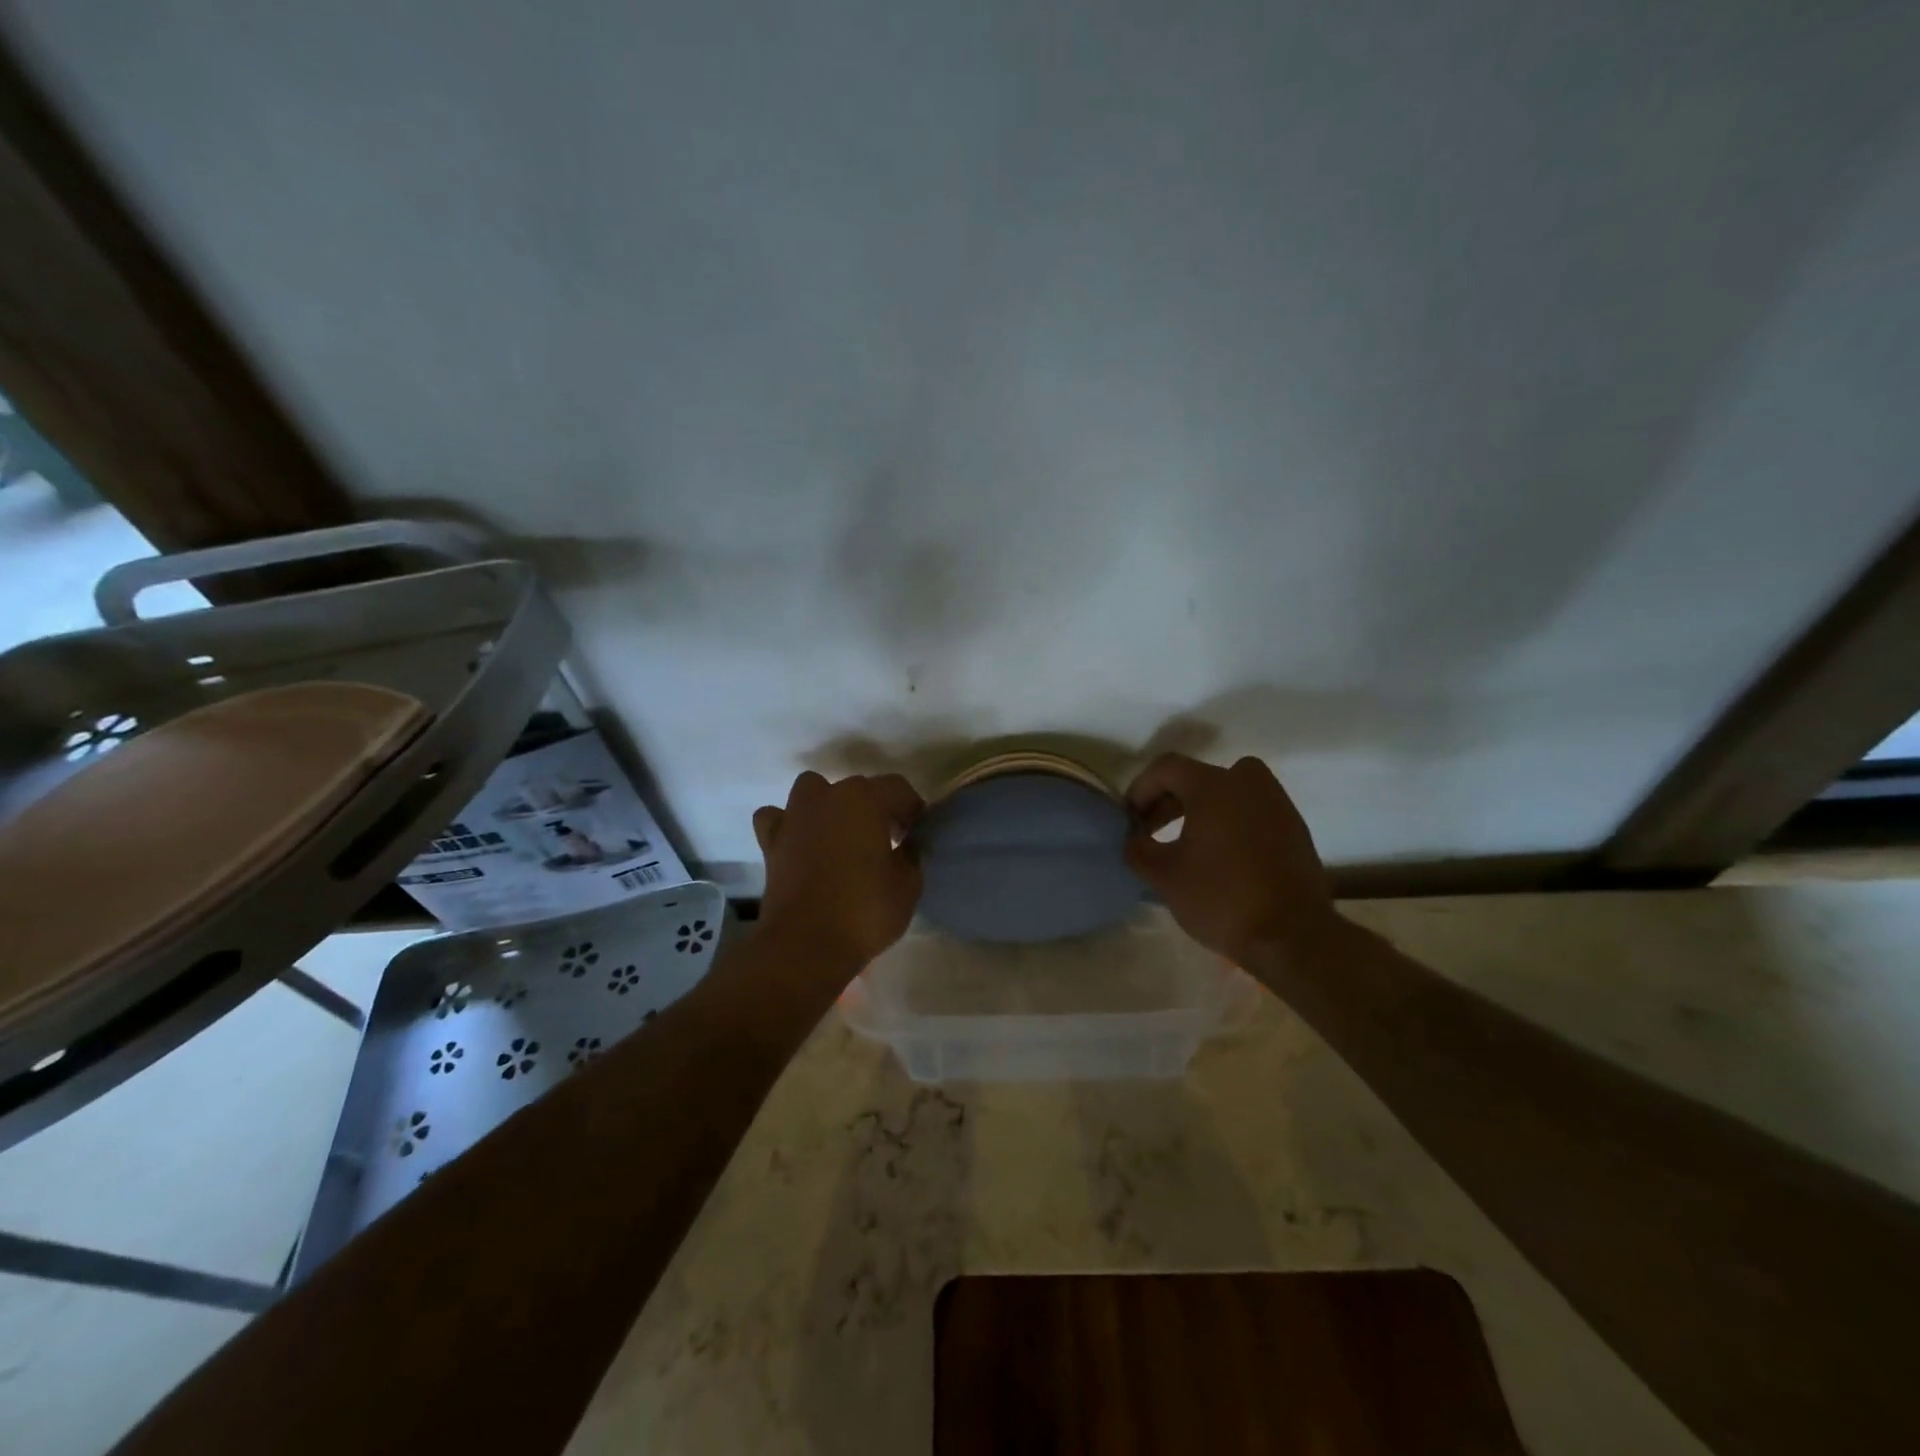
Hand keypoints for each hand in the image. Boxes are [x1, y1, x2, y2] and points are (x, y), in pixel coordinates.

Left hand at [752, 771, 924, 971]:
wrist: (805, 944)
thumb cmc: (865, 910)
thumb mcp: (908, 884)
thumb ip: (910, 855)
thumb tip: (905, 846)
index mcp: (865, 799)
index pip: (898, 788)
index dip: (912, 809)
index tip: (917, 833)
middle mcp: (827, 797)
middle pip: (857, 789)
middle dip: (875, 808)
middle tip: (887, 840)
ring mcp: (794, 817)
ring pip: (813, 791)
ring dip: (828, 805)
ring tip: (841, 834)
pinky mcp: (771, 843)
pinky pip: (778, 819)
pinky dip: (789, 825)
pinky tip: (801, 843)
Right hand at [1123, 753, 1341, 965]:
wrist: (1292, 936)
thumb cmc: (1221, 898)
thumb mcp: (1163, 876)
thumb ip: (1138, 849)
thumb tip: (1134, 839)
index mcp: (1214, 785)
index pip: (1166, 768)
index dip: (1140, 789)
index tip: (1130, 820)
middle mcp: (1248, 782)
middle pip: (1197, 777)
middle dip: (1168, 801)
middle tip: (1150, 832)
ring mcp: (1277, 803)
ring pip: (1228, 792)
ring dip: (1201, 810)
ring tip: (1184, 843)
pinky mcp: (1294, 827)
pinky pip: (1252, 811)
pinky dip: (1230, 822)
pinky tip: (1219, 856)